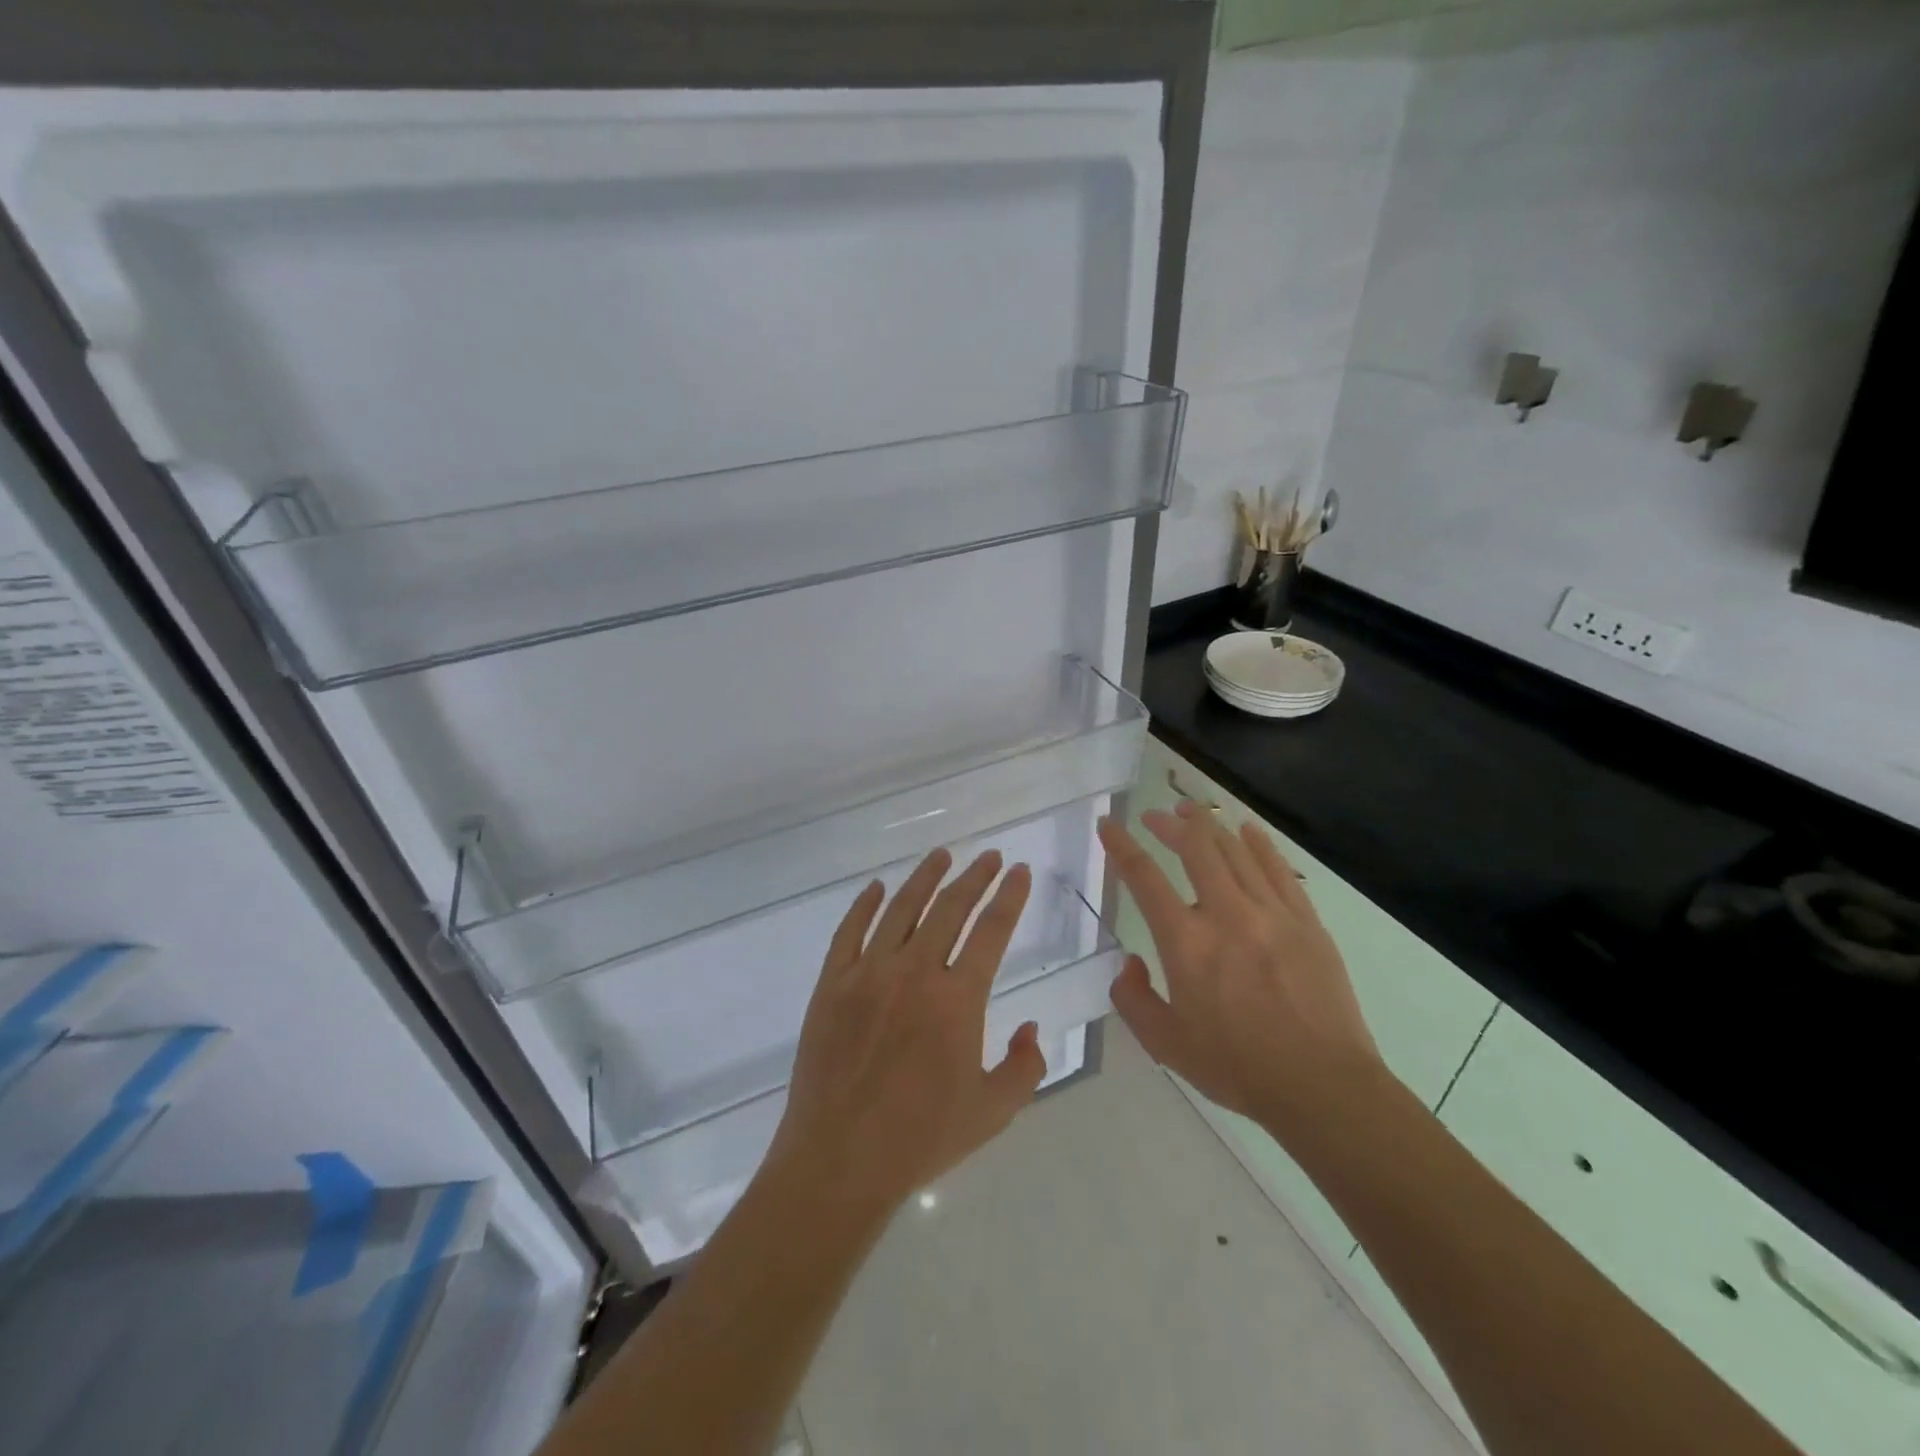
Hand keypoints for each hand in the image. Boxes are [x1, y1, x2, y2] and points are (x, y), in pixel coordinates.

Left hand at [767, 847, 1047, 1216]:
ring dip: (924, 878)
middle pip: (950, 908)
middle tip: (989, 857)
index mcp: (957, 999)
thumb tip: (1029, 1027)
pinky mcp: (831, 984)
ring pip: (901, 909)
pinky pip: (849, 931)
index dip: (1009, 896)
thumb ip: (1025, 1066)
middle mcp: (914, 972)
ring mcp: (867, 974)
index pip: (992, 930)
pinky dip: (863, 905)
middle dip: (975, 877)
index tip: (1019, 871)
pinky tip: (875, 887)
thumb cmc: (921, 1138)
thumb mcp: (993, 1111)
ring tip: (941, 856)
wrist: (840, 1160)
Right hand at [1098, 800, 1386, 1140]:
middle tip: (1154, 816)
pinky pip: (1277, 869)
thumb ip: (1133, 999)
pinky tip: (1246, 830)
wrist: (1323, 1086)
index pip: (1144, 878)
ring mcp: (1272, 913)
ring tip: (1191, 811)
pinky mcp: (1306, 921)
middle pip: (1195, 847)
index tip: (1108, 825)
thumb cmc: (1238, 1067)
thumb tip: (1130, 963)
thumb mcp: (1165, 1045)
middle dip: (1169, 823)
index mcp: (1187, 943)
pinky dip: (1257, 844)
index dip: (1121, 846)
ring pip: (1235, 850)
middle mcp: (1227, 914)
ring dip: (1208, 825)